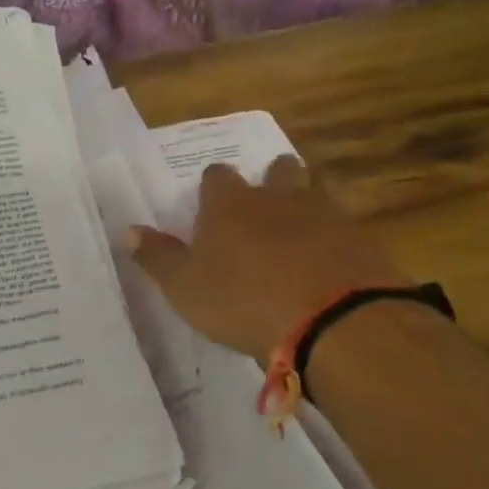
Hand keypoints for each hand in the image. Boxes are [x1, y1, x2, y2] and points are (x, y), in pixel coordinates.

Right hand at [127, 157, 411, 363]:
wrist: (330, 319)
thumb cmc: (243, 301)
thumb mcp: (185, 288)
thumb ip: (158, 258)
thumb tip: (128, 231)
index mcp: (230, 205)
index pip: (217, 177)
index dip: (213, 188)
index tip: (210, 206)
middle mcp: (277, 196)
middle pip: (277, 169)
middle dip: (271, 179)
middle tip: (265, 204)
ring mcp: (323, 211)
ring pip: (317, 186)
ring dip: (309, 196)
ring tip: (303, 220)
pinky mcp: (359, 235)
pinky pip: (348, 220)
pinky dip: (338, 230)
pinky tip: (335, 251)